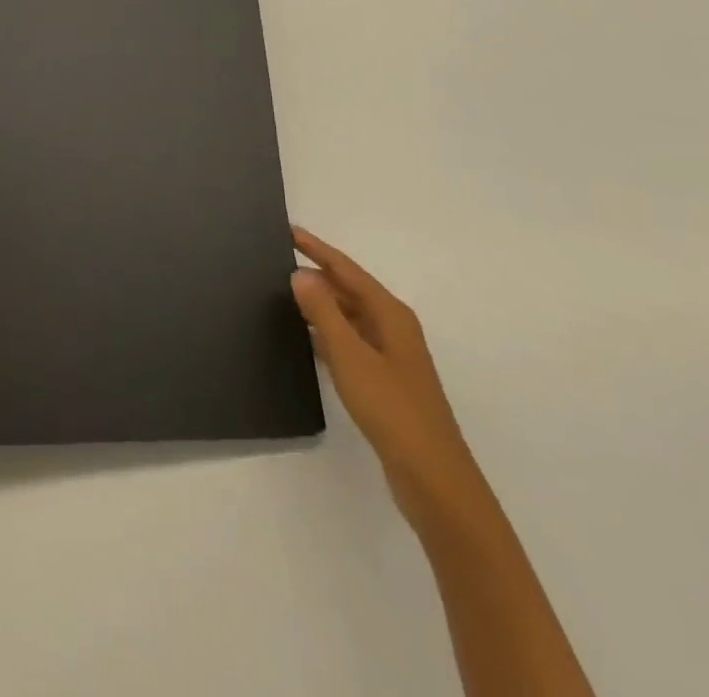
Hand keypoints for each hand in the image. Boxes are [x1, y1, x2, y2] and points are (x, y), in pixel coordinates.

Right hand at [290, 227, 484, 529]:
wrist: (433, 479)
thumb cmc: (392, 409)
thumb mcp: (350, 356)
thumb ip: (323, 312)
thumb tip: (300, 273)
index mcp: (390, 315)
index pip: (346, 270)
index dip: (317, 249)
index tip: (288, 230)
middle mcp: (392, 329)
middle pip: (349, 290)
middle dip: (317, 273)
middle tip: (276, 261)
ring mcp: (390, 356)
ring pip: (348, 317)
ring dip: (320, 304)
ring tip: (282, 293)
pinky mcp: (383, 381)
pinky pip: (348, 342)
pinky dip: (326, 332)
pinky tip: (302, 337)